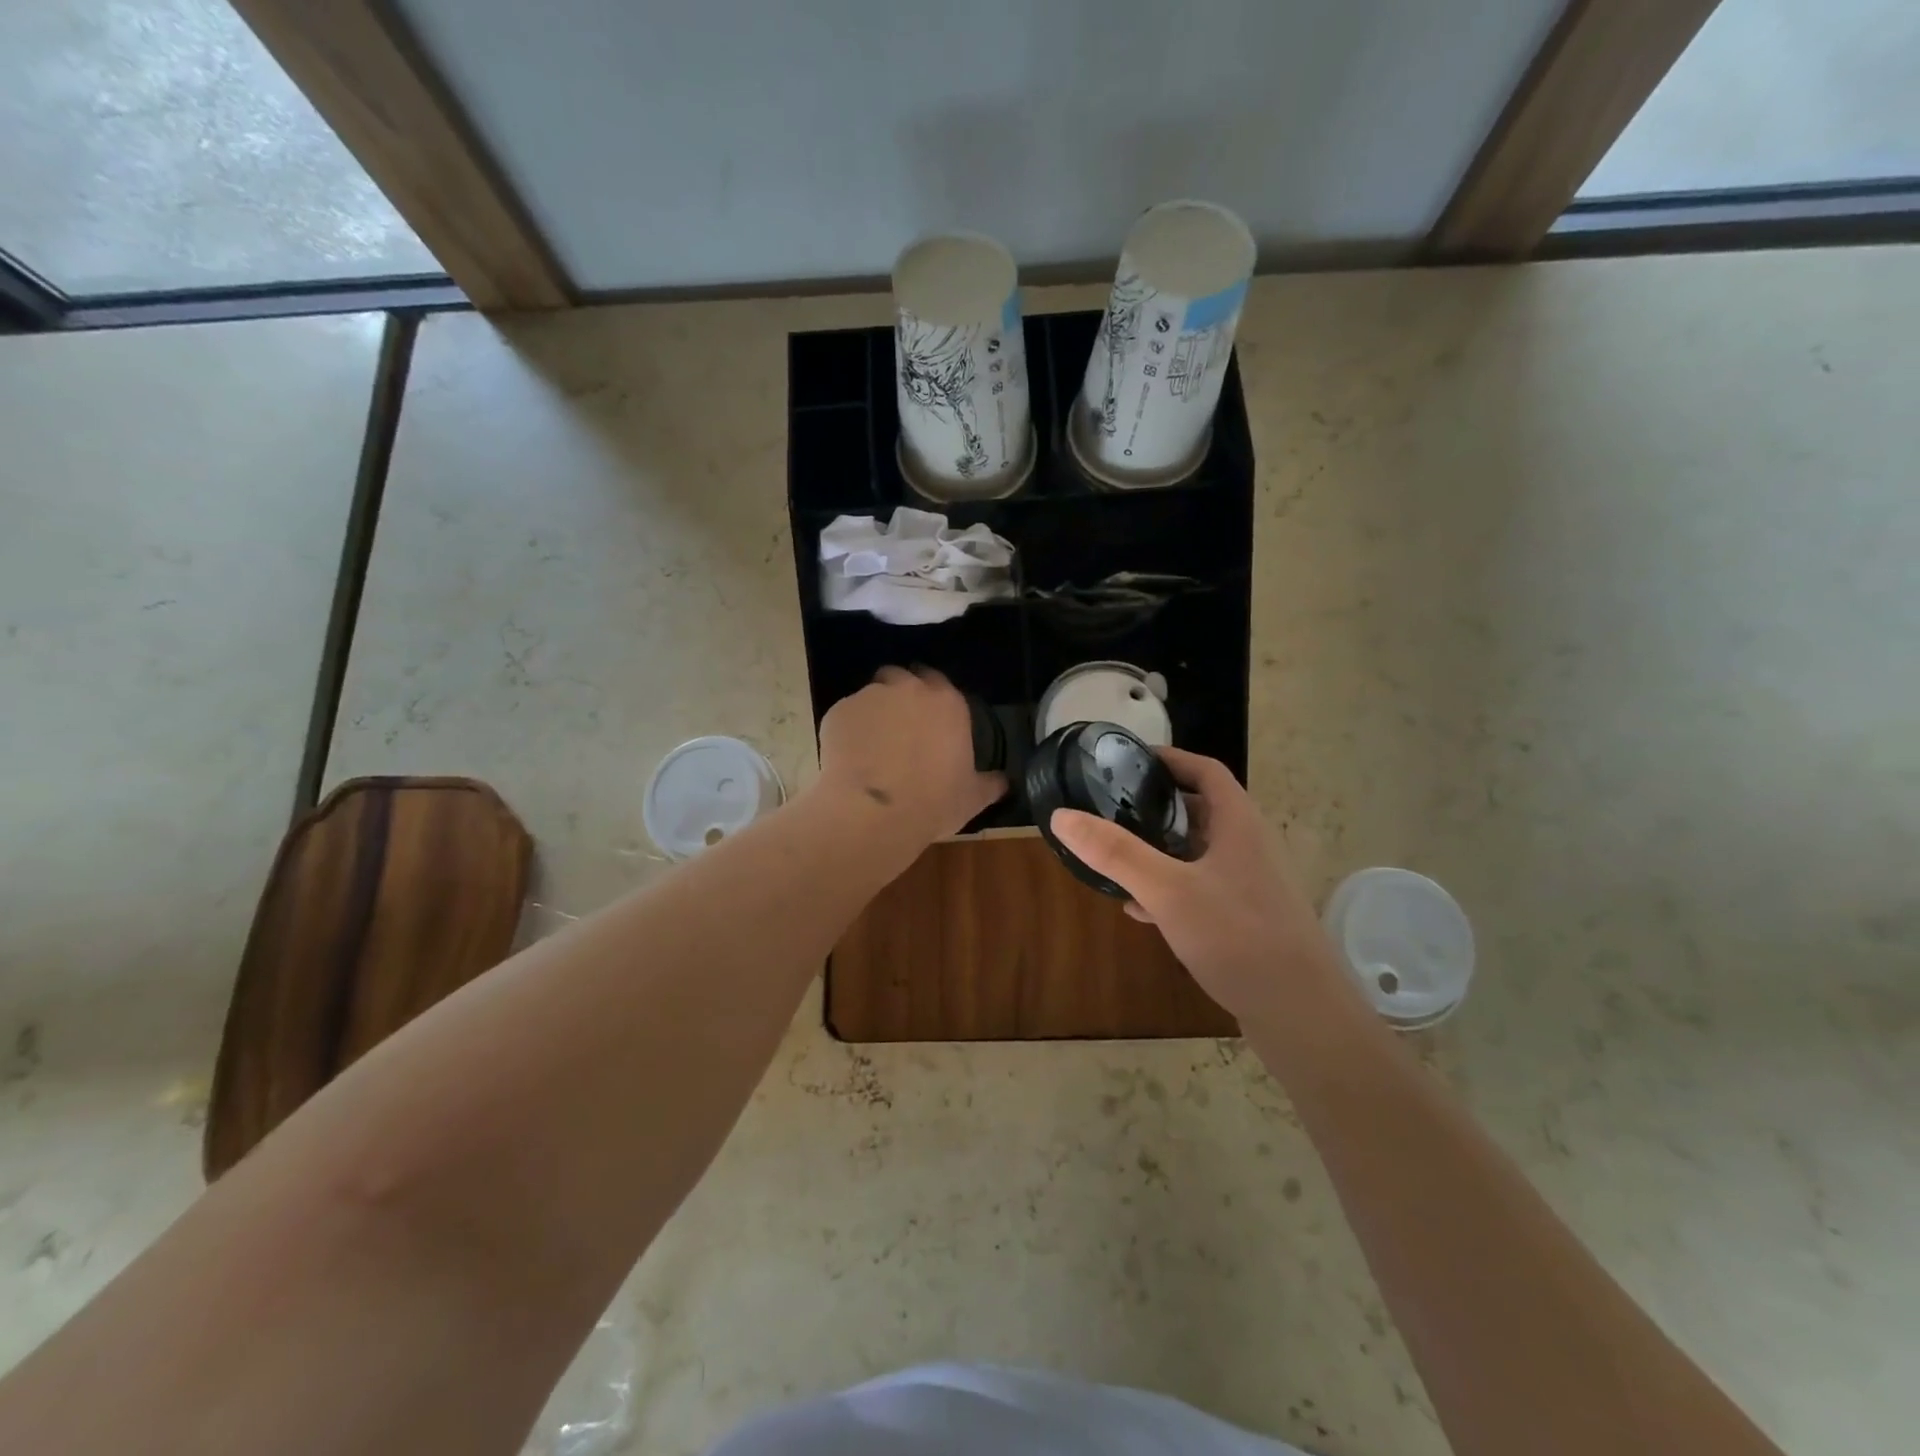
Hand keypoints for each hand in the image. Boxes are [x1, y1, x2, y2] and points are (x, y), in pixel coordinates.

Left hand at [817, 666, 1007, 846]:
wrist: (874, 812)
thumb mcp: (972, 797)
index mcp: (947, 703)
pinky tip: (849, 758)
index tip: (928, 720)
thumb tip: (1004, 782)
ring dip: (872, 713)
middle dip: (898, 696)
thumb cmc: (933, 802)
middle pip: (900, 677)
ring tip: (870, 746)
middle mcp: (908, 689)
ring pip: (870, 695)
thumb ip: (989, 783)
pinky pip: (845, 715)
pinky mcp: (838, 711)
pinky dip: (848, 730)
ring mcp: (870, 696)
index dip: (931, 698)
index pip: (938, 681)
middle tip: (898, 728)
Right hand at [1049, 748, 1356, 1030]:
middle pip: (1199, 810)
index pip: (1205, 771)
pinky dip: (1170, 889)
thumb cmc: (1238, 936)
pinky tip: (1140, 909)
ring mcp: (1249, 885)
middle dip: (1155, 806)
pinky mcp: (1245, 919)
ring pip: (1197, 852)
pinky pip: (1201, 889)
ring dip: (1160, 850)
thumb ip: (1115, 852)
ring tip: (1116, 855)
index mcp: (1238, 824)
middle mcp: (1248, 846)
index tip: (1128, 760)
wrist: (1301, 1013)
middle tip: (1111, 807)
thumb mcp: (1168, 890)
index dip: (1170, 759)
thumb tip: (1062, 815)